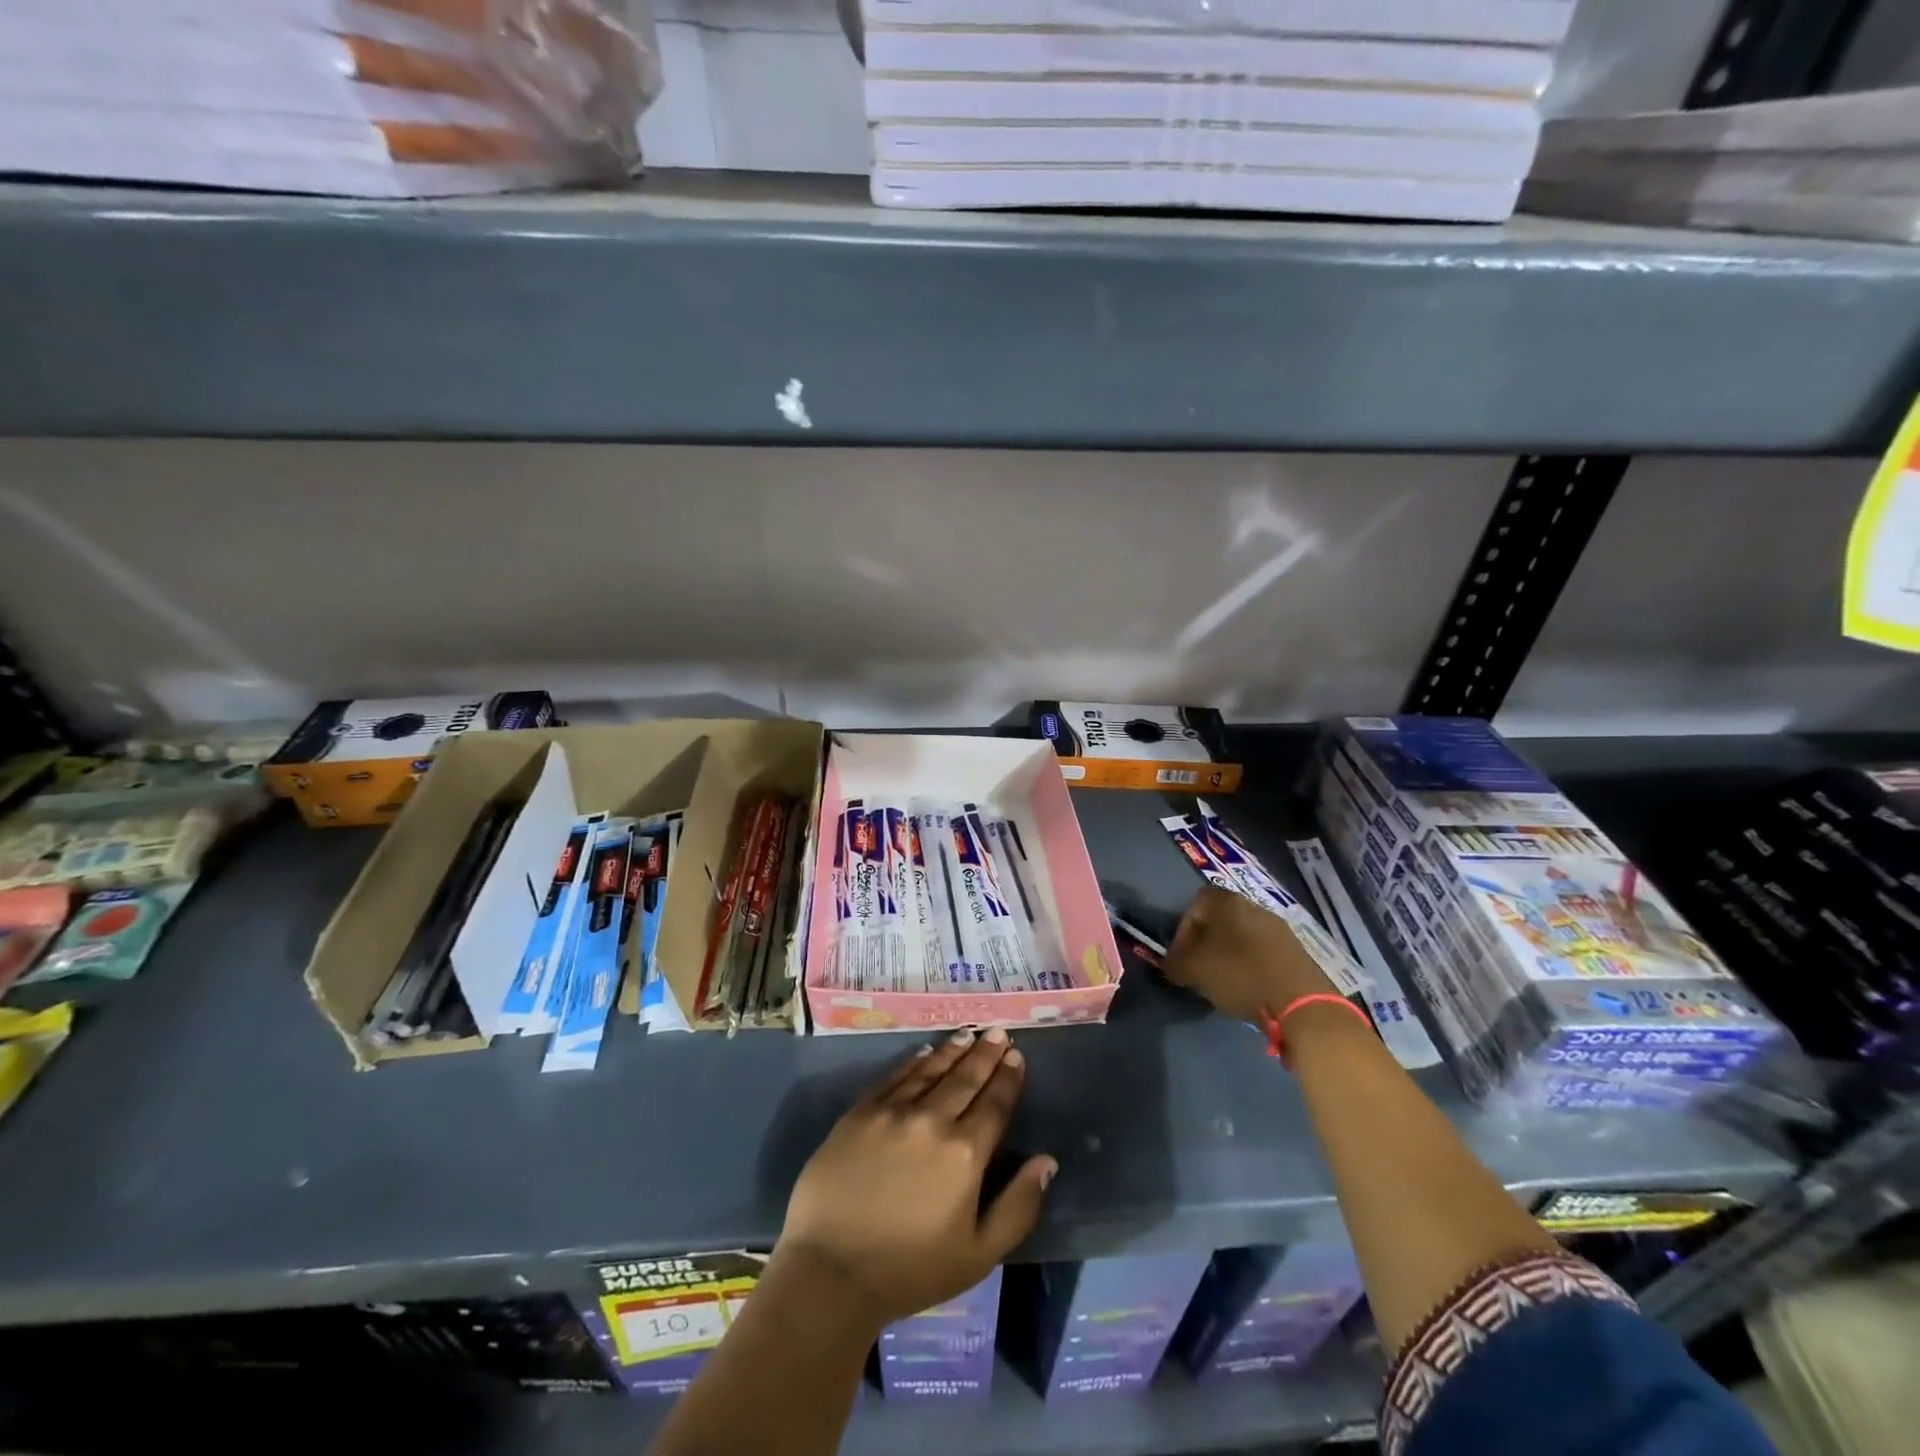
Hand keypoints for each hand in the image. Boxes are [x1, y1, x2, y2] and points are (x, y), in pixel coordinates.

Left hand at [776, 1027, 1056, 1331]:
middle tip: (998, 1032)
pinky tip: (925, 1052)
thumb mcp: (978, 1255)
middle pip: (965, 1079)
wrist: (831, 1272)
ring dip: (953, 1050)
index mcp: (965, 1154)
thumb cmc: (910, 1271)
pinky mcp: (860, 1112)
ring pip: (931, 1070)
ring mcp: (893, 1112)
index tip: (1016, 1056)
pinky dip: (913, 1062)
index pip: (994, 1105)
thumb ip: (1018, 1206)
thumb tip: (1047, 1161)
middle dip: (985, 1054)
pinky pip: (894, 1077)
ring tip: (968, 1034)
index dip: (1008, 1079)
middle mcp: (932, 1121)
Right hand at [1162, 884, 1337, 1023]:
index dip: (1183, 930)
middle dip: (1206, 943)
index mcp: (1227, 902)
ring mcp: (1279, 928)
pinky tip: (1248, 988)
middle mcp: (1254, 906)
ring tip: (1222, 982)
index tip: (1180, 956)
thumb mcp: (1193, 970)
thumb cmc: (1239, 975)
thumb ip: (1174, 963)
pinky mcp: (1297, 951)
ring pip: (1242, 936)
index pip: (1195, 904)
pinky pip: (1263, 952)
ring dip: (1229, 955)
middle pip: (1220, 920)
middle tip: (1198, 969)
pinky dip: (1251, 966)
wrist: (1301, 1003)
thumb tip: (1171, 965)